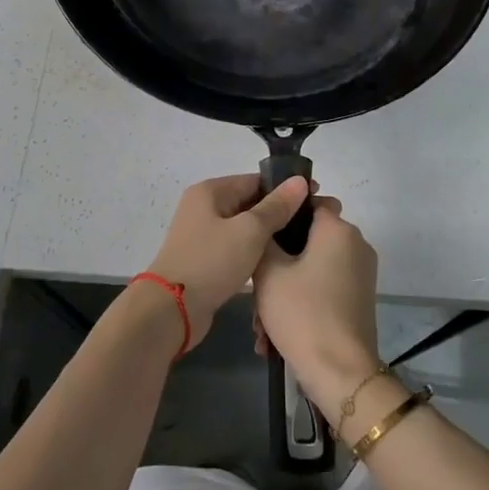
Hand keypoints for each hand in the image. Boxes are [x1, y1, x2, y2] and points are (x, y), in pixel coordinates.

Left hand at [145, 174, 309, 348]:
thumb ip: (276, 206)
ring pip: (244, 227)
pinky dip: (254, 251)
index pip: (255, 180)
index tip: (316, 197)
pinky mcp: (205, 259)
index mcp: (210, 191)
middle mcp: (204, 207)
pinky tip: (276, 261)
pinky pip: (236, 247)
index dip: (286, 188)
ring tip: (301, 242)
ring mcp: (203, 234)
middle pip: (249, 202)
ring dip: (268, 234)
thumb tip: (299, 181)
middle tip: (313, 223)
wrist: (172, 309)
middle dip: (279, 211)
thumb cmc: (211, 261)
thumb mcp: (250, 231)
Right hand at [251, 195, 381, 412]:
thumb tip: (267, 222)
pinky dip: (300, 304)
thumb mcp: (269, 272)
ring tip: (260, 326)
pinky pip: (322, 289)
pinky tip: (274, 338)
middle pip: (307, 240)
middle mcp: (356, 245)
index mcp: (338, 229)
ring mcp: (360, 274)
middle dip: (277, 264)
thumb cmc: (302, 313)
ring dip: (283, 291)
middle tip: (253, 293)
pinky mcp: (359, 300)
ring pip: (311, 269)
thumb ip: (264, 236)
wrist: (341, 374)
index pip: (308, 201)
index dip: (282, 212)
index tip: (258, 233)